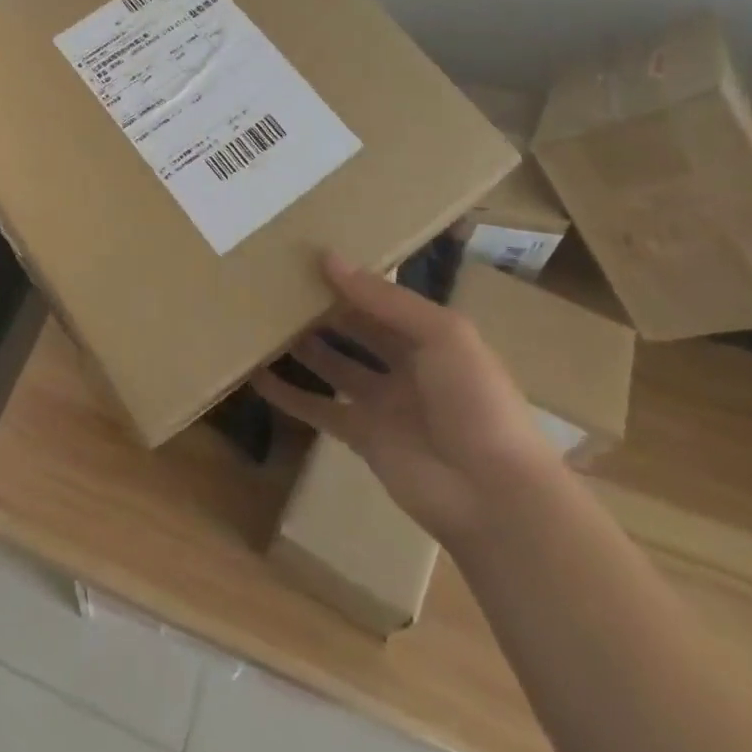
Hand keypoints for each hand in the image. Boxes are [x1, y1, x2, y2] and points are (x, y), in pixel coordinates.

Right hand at [253, 254, 555, 544]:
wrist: (493, 495)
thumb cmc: (475, 400)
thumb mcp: (441, 334)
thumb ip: (383, 298)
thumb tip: (328, 258)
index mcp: (430, 336)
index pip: (382, 299)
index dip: (350, 278)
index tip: (307, 255)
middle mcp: (405, 365)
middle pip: (355, 329)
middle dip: (322, 308)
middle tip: (278, 284)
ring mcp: (383, 403)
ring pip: (333, 365)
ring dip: (302, 346)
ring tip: (262, 320)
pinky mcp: (362, 437)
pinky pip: (319, 409)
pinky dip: (289, 395)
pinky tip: (257, 376)